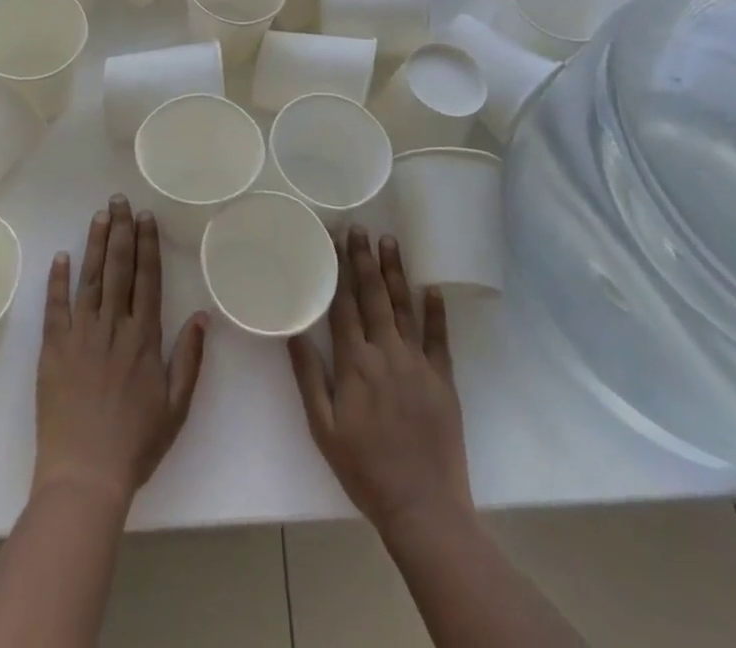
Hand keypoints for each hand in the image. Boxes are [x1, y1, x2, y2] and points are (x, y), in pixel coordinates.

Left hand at [34, 195, 208, 508]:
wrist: (84, 477)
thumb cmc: (135, 445)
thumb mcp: (176, 407)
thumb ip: (189, 358)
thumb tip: (202, 315)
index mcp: (144, 338)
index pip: (148, 278)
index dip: (147, 245)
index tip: (146, 217)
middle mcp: (113, 327)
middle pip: (119, 268)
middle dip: (121, 231)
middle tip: (120, 199)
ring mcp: (81, 335)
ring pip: (90, 279)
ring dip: (95, 244)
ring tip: (99, 214)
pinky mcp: (53, 349)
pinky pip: (56, 307)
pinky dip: (58, 280)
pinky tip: (61, 255)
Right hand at [288, 226, 472, 537]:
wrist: (423, 507)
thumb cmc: (365, 470)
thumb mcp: (324, 429)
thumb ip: (309, 377)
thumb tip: (293, 332)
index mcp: (355, 364)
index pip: (344, 305)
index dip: (337, 270)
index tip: (333, 240)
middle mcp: (386, 353)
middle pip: (373, 296)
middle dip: (365, 259)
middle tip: (360, 228)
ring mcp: (418, 363)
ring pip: (404, 307)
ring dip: (396, 272)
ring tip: (390, 241)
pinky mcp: (443, 378)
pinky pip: (439, 337)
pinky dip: (435, 311)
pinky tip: (431, 287)